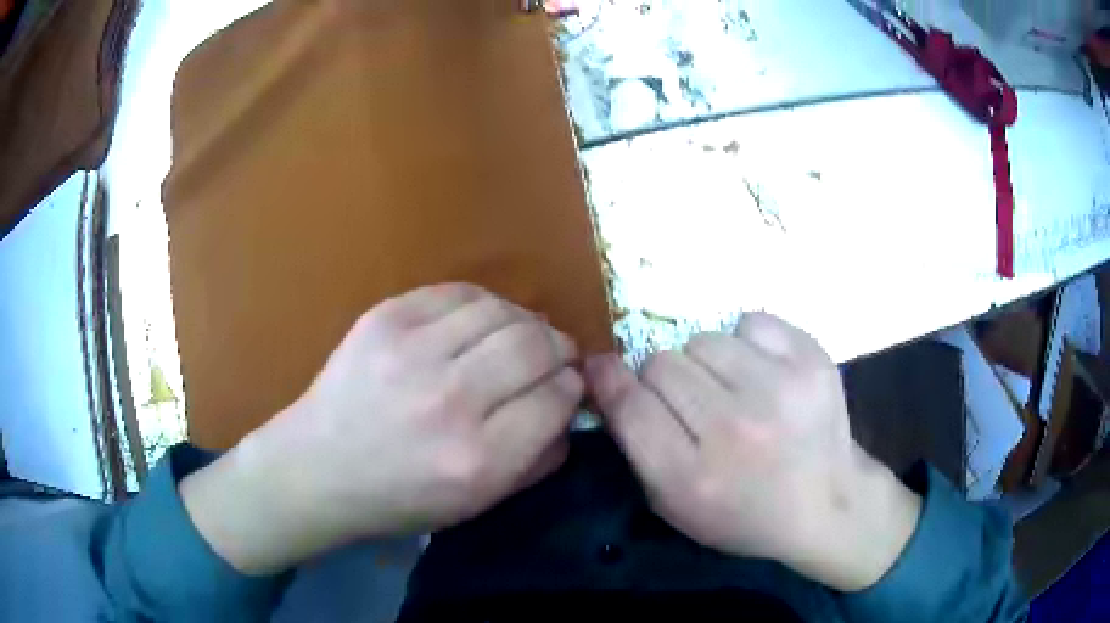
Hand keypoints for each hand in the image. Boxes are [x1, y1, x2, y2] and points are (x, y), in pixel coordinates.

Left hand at [182, 284, 582, 573]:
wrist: (316, 469)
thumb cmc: (399, 498)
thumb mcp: (478, 504)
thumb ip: (537, 461)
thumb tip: (570, 410)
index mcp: (479, 458)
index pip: (557, 397)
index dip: (571, 387)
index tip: (567, 386)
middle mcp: (450, 400)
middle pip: (536, 345)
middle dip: (558, 347)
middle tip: (553, 355)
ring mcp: (413, 351)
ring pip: (501, 311)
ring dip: (524, 321)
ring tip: (519, 335)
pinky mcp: (385, 319)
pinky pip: (457, 292)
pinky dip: (482, 305)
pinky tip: (478, 322)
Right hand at [586, 312, 921, 591]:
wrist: (825, 503)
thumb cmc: (744, 513)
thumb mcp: (674, 504)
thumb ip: (634, 444)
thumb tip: (604, 372)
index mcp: (692, 477)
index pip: (629, 403)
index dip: (611, 382)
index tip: (606, 370)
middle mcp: (735, 429)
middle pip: (662, 364)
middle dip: (665, 382)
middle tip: (693, 405)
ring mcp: (779, 389)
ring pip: (703, 340)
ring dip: (707, 364)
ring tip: (733, 390)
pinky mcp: (812, 360)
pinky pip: (751, 322)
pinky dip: (749, 344)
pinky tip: (764, 374)